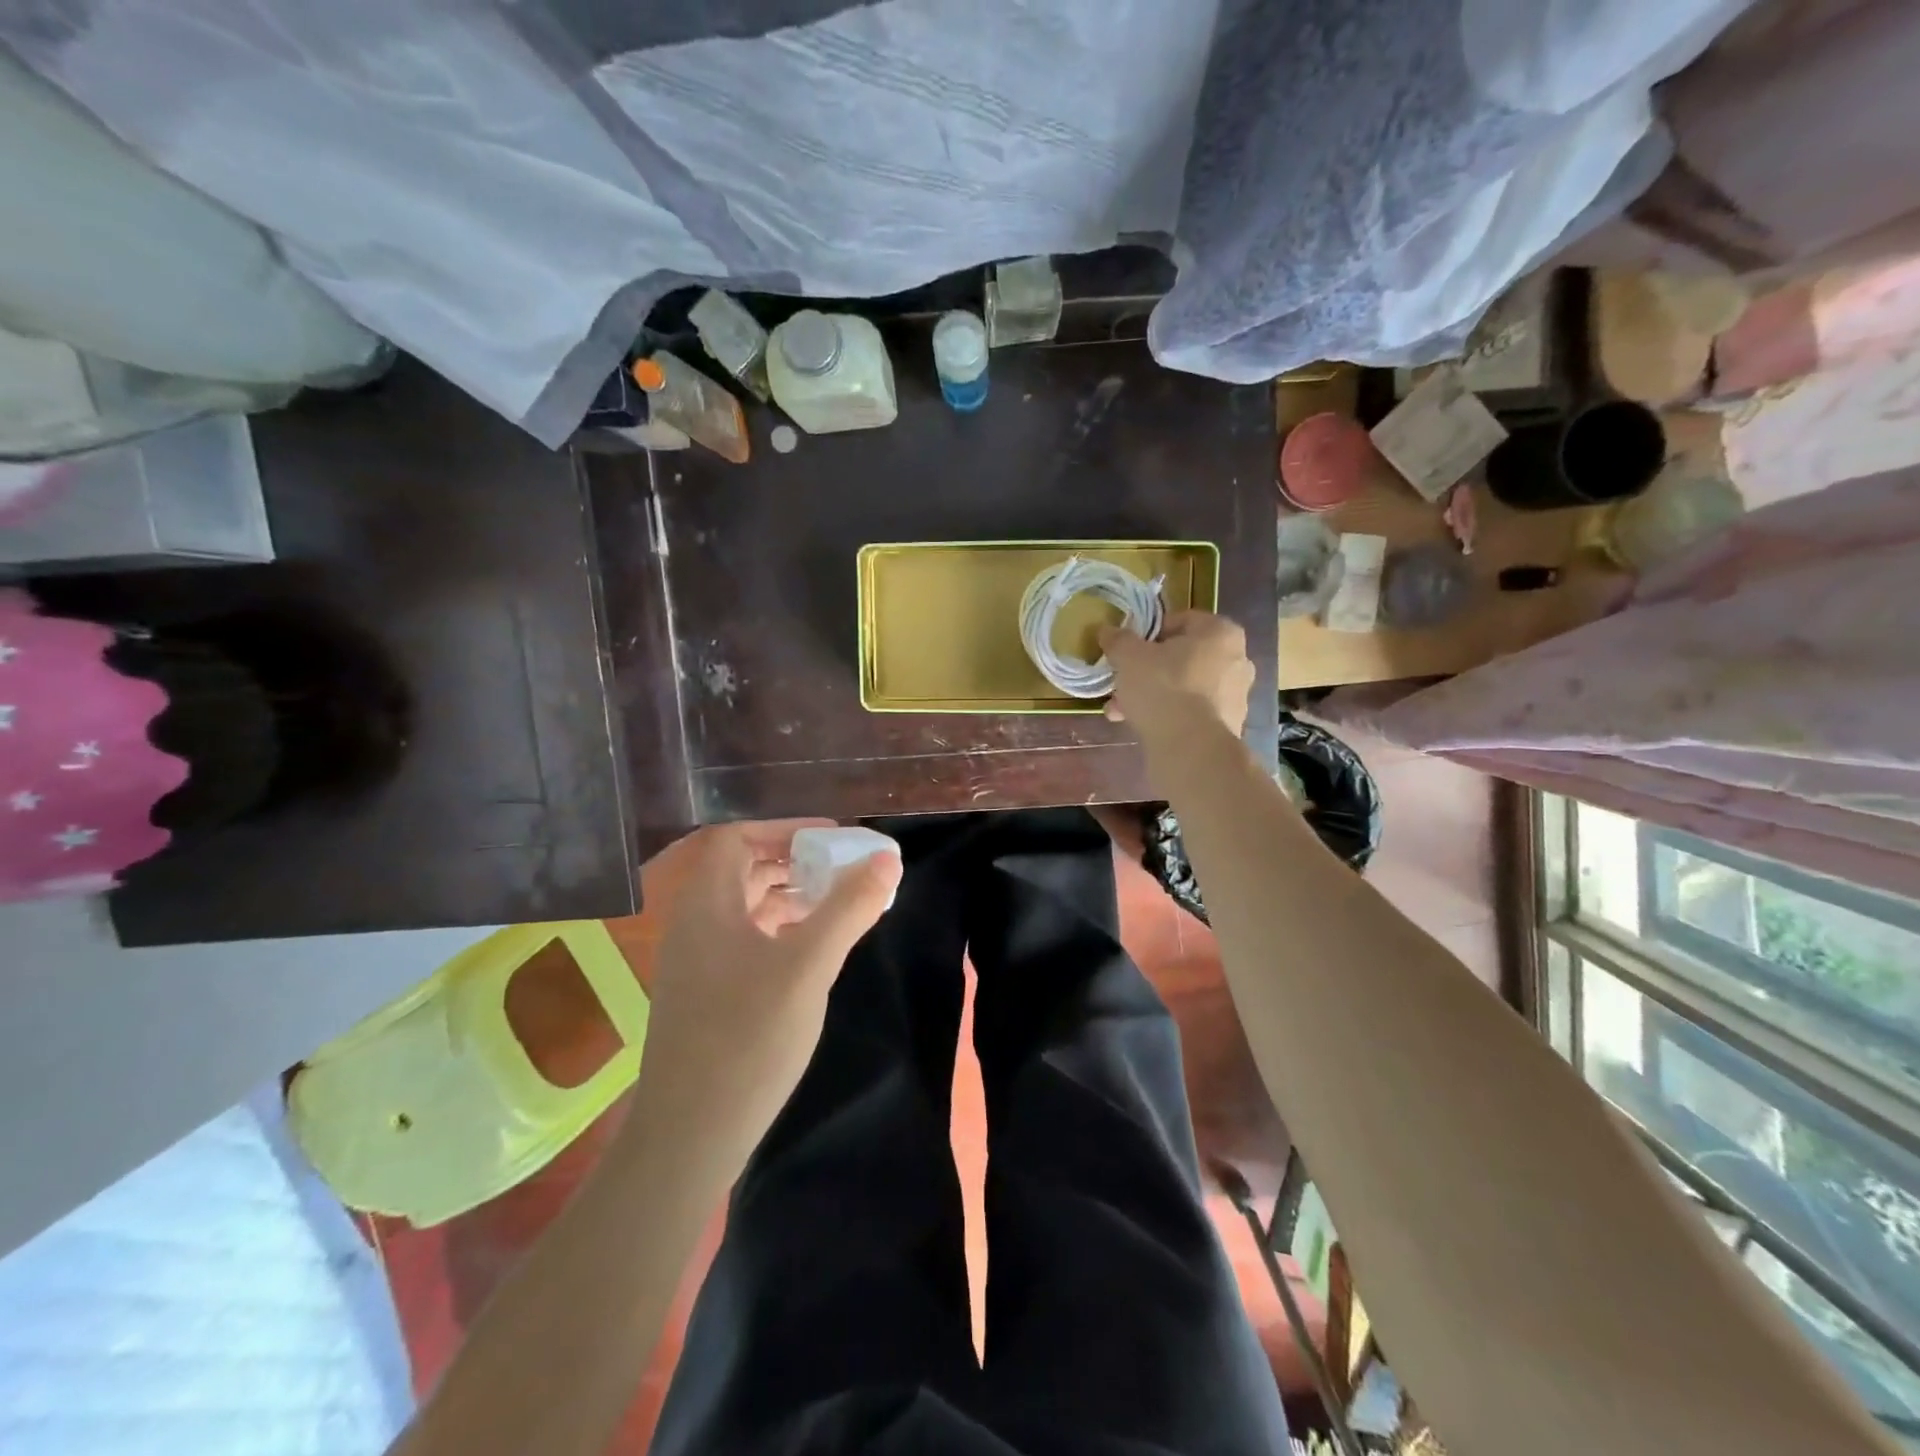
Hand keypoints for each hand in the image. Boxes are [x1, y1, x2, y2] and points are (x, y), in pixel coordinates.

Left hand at [632, 819, 901, 1173]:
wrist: (689, 1135)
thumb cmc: (747, 1038)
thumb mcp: (808, 966)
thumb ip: (848, 908)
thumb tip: (886, 858)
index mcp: (706, 905)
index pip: (736, 839)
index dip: (783, 830)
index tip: (830, 839)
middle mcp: (693, 925)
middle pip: (741, 870)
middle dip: (792, 861)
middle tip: (841, 869)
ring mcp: (695, 963)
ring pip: (743, 908)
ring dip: (787, 896)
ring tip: (835, 905)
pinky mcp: (705, 995)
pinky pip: (743, 941)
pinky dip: (778, 931)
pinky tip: (810, 950)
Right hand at [1100, 610, 1254, 738]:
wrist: (1191, 748)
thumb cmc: (1163, 688)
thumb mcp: (1129, 657)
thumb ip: (1118, 640)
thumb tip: (1107, 630)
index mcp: (1220, 632)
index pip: (1181, 620)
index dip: (1149, 633)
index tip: (1128, 649)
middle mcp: (1236, 660)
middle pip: (1182, 657)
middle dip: (1147, 670)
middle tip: (1122, 681)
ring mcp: (1236, 695)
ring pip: (1184, 687)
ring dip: (1152, 695)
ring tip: (1120, 710)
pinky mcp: (1228, 726)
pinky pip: (1191, 712)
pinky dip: (1168, 716)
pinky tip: (1140, 726)